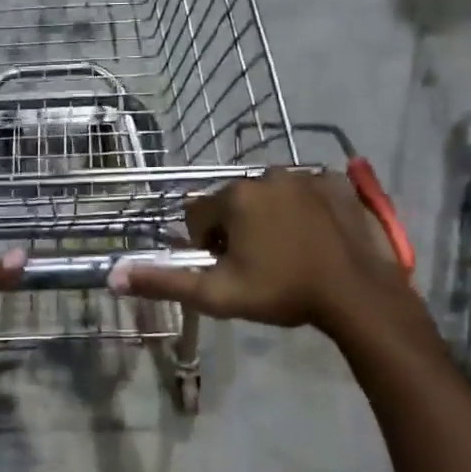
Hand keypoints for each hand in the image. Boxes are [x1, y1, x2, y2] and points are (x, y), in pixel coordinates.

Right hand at [109, 168, 422, 344]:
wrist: (357, 296)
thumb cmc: (282, 293)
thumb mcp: (217, 294)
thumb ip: (164, 282)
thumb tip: (113, 276)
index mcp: (235, 197)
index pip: (198, 213)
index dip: (206, 244)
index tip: (228, 267)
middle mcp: (267, 174)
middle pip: (233, 202)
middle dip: (236, 229)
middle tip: (257, 265)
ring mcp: (306, 175)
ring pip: (269, 195)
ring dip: (268, 218)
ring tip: (288, 254)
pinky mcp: (338, 183)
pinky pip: (306, 191)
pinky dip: (304, 209)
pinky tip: (315, 237)